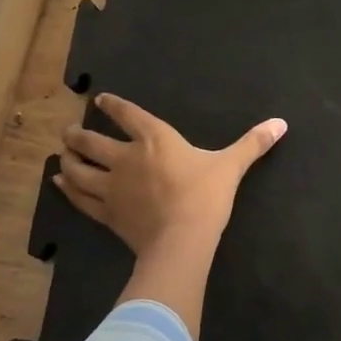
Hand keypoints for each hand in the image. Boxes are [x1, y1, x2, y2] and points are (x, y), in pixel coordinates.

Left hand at [55, 93, 286, 254]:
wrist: (182, 240)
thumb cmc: (206, 197)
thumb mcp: (232, 166)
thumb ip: (253, 143)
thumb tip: (281, 122)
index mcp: (155, 140)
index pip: (128, 115)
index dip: (113, 106)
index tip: (99, 100)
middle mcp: (126, 158)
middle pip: (92, 141)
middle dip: (77, 134)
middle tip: (68, 131)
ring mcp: (111, 187)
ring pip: (79, 170)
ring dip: (68, 159)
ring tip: (62, 154)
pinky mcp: (106, 214)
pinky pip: (80, 198)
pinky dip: (67, 189)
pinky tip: (59, 183)